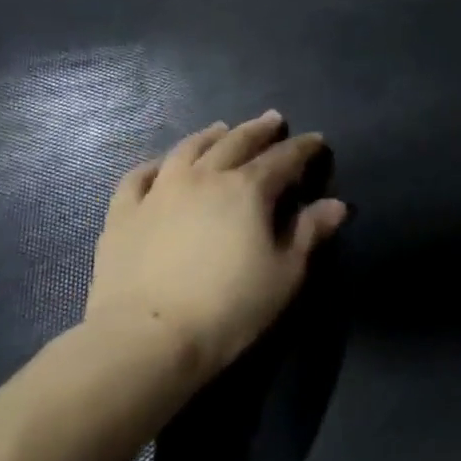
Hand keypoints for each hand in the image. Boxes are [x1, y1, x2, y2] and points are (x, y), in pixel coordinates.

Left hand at [86, 112, 347, 379]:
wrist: (145, 340)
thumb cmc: (228, 308)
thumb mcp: (285, 274)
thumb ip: (309, 233)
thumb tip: (336, 204)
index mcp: (247, 189)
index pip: (283, 158)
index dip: (303, 148)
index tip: (317, 141)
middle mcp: (204, 177)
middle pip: (236, 142)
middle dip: (259, 130)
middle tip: (272, 120)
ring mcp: (160, 191)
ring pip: (188, 149)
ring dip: (210, 136)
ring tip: (221, 129)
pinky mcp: (124, 213)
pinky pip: (139, 177)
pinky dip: (156, 164)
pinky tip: (162, 164)